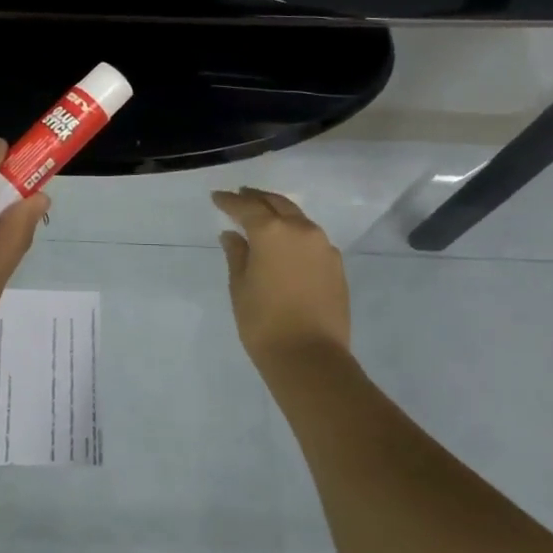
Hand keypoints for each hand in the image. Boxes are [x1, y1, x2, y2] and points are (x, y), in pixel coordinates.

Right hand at [212, 187, 353, 395]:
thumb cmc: (263, 321)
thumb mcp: (240, 285)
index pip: (246, 206)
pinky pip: (311, 238)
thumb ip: (237, 254)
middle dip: (257, 198)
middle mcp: (301, 230)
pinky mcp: (336, 265)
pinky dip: (295, 233)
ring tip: (262, 216)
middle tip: (240, 196)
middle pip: (277, 203)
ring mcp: (323, 246)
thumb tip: (233, 235)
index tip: (216, 197)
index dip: (229, 201)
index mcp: (272, 231)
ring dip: (279, 213)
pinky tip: (285, 244)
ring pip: (298, 218)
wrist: (310, 357)